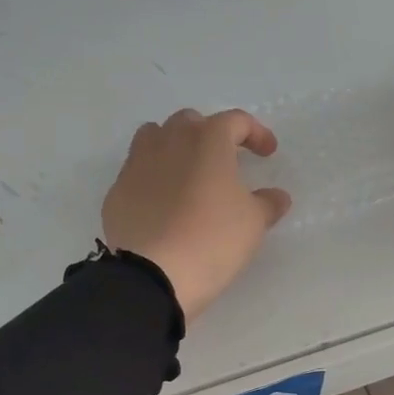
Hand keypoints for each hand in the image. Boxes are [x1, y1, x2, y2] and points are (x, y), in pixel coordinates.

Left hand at [102, 109, 292, 318]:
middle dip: (211, 134)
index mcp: (207, 140)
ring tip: (187, 171)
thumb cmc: (212, 240)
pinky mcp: (117, 190)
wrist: (152, 273)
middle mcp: (169, 140)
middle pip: (191, 122)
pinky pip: (137, 171)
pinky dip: (153, 177)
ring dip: (174, 146)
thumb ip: (267, 203)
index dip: (256, 133)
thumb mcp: (253, 223)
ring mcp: (137, 163)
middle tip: (224, 160)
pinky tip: (162, 202)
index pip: (236, 121)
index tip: (267, 153)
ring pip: (155, 137)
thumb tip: (276, 196)